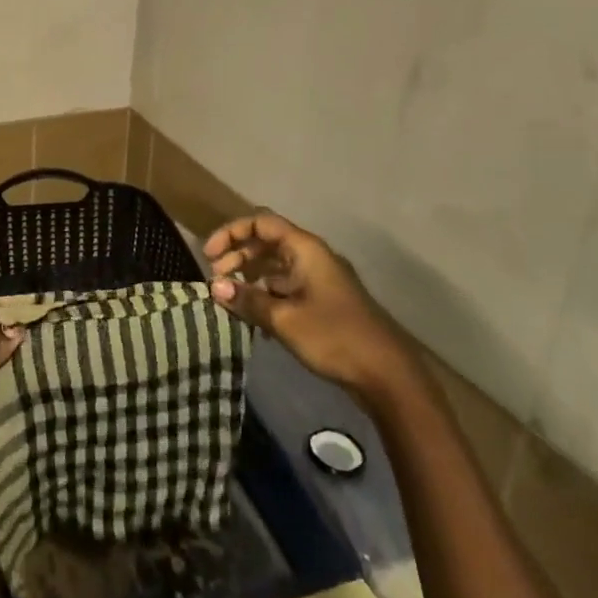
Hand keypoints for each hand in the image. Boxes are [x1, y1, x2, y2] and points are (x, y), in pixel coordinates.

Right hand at [205, 214, 412, 396]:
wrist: (387, 374)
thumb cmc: (334, 337)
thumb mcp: (284, 319)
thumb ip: (247, 300)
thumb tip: (215, 286)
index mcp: (306, 249)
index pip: (261, 223)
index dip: (230, 233)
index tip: (209, 256)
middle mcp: (313, 257)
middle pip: (267, 242)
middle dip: (237, 256)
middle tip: (216, 280)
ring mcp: (320, 280)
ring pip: (276, 266)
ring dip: (249, 277)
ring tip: (230, 299)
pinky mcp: (323, 302)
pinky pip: (286, 287)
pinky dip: (265, 294)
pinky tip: (254, 318)